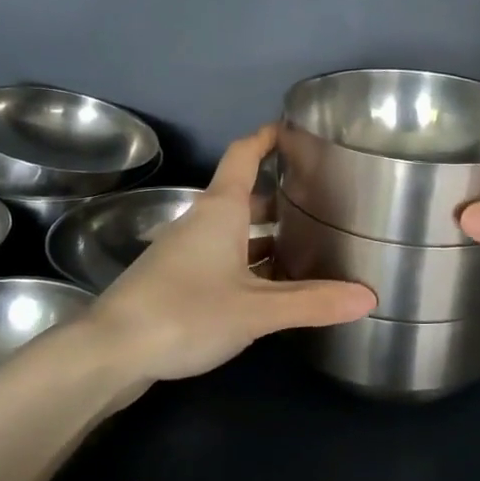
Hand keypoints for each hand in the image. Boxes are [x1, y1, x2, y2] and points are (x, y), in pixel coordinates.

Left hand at [84, 124, 376, 384]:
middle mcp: (201, 223)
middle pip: (244, 197)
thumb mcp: (257, 310)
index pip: (244, 155)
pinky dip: (249, 264)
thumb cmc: (185, 312)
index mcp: (220, 211)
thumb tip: (369, 296)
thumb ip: (312, 302)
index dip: (267, 138)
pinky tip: (270, 288)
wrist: (110, 351)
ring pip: (233, 233)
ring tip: (307, 246)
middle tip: (321, 203)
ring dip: (265, 235)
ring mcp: (184, 252)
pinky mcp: (176, 281)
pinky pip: (222, 260)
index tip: (293, 129)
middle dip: (280, 197)